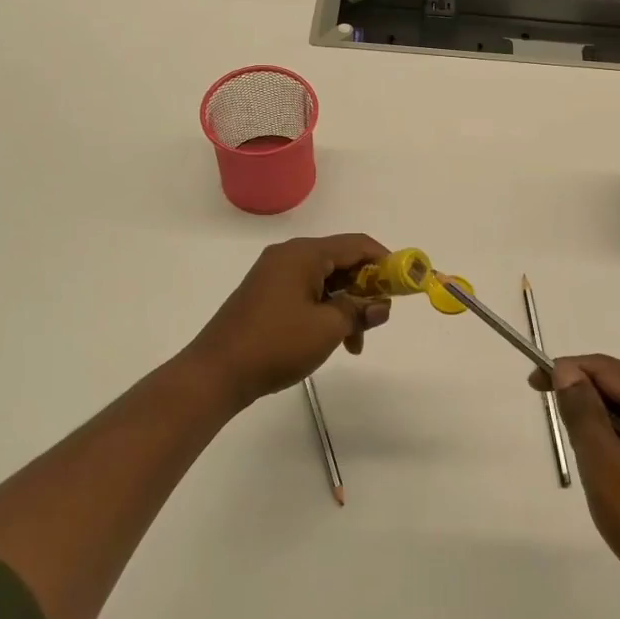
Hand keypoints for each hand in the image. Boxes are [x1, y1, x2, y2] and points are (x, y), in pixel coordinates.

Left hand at [184, 234, 392, 410]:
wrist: (215, 373)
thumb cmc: (276, 344)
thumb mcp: (328, 328)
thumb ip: (359, 310)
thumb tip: (382, 305)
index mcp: (304, 254)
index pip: (357, 244)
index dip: (386, 261)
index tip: (404, 285)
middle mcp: (289, 256)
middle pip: (341, 261)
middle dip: (365, 288)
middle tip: (379, 318)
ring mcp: (274, 275)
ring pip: (326, 281)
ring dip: (346, 306)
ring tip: (355, 342)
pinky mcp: (266, 296)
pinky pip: (307, 293)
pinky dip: (326, 311)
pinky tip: (332, 340)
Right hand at [541, 354, 619, 618]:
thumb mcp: (604, 465)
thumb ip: (582, 411)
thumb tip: (567, 371)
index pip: (606, 368)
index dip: (566, 371)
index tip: (533, 385)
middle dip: (587, 402)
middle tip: (561, 434)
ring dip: (606, 427)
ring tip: (591, 464)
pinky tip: (619, 477)